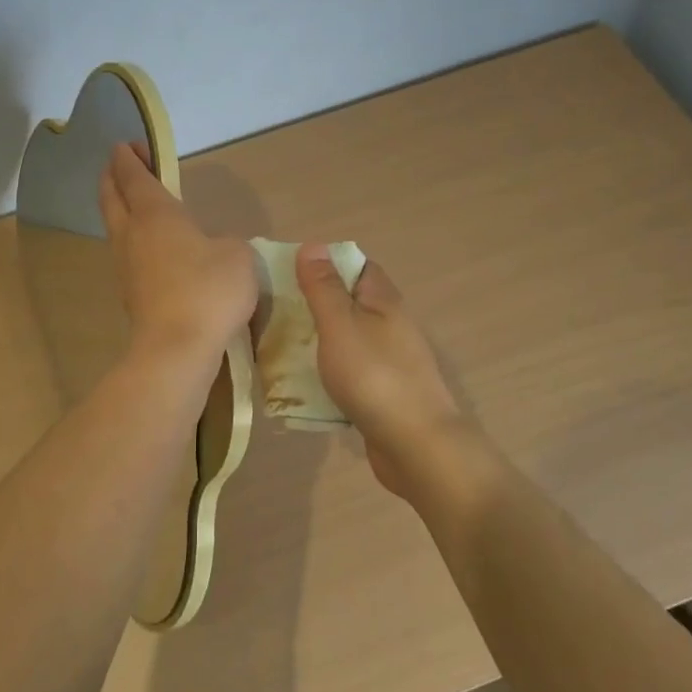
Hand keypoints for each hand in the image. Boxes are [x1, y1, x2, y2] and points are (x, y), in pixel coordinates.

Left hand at [99, 143, 256, 360]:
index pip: (134, 176)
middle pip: (111, 197)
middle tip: (122, 165)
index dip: (128, 157)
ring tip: (138, 206)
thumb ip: (226, 242)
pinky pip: (126, 254)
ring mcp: (125, 265)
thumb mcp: (237, 255)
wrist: (176, 349)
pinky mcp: (130, 293)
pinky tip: (152, 249)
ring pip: (115, 226)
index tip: (127, 145)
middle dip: (113, 177)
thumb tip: (214, 249)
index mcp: (156, 214)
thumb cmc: (208, 290)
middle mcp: (132, 234)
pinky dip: (133, 240)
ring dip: (121, 210)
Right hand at [295, 245, 477, 502]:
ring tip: (278, 347)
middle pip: (349, 303)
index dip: (325, 264)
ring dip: (317, 341)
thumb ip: (324, 288)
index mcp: (383, 301)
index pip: (356, 265)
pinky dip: (327, 373)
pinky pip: (349, 372)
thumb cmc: (375, 376)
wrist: (417, 446)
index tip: (287, 273)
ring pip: (346, 340)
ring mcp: (388, 361)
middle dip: (314, 304)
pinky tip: (303, 384)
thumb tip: (313, 245)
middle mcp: (389, 325)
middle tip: (274, 312)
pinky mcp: (382, 392)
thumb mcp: (340, 324)